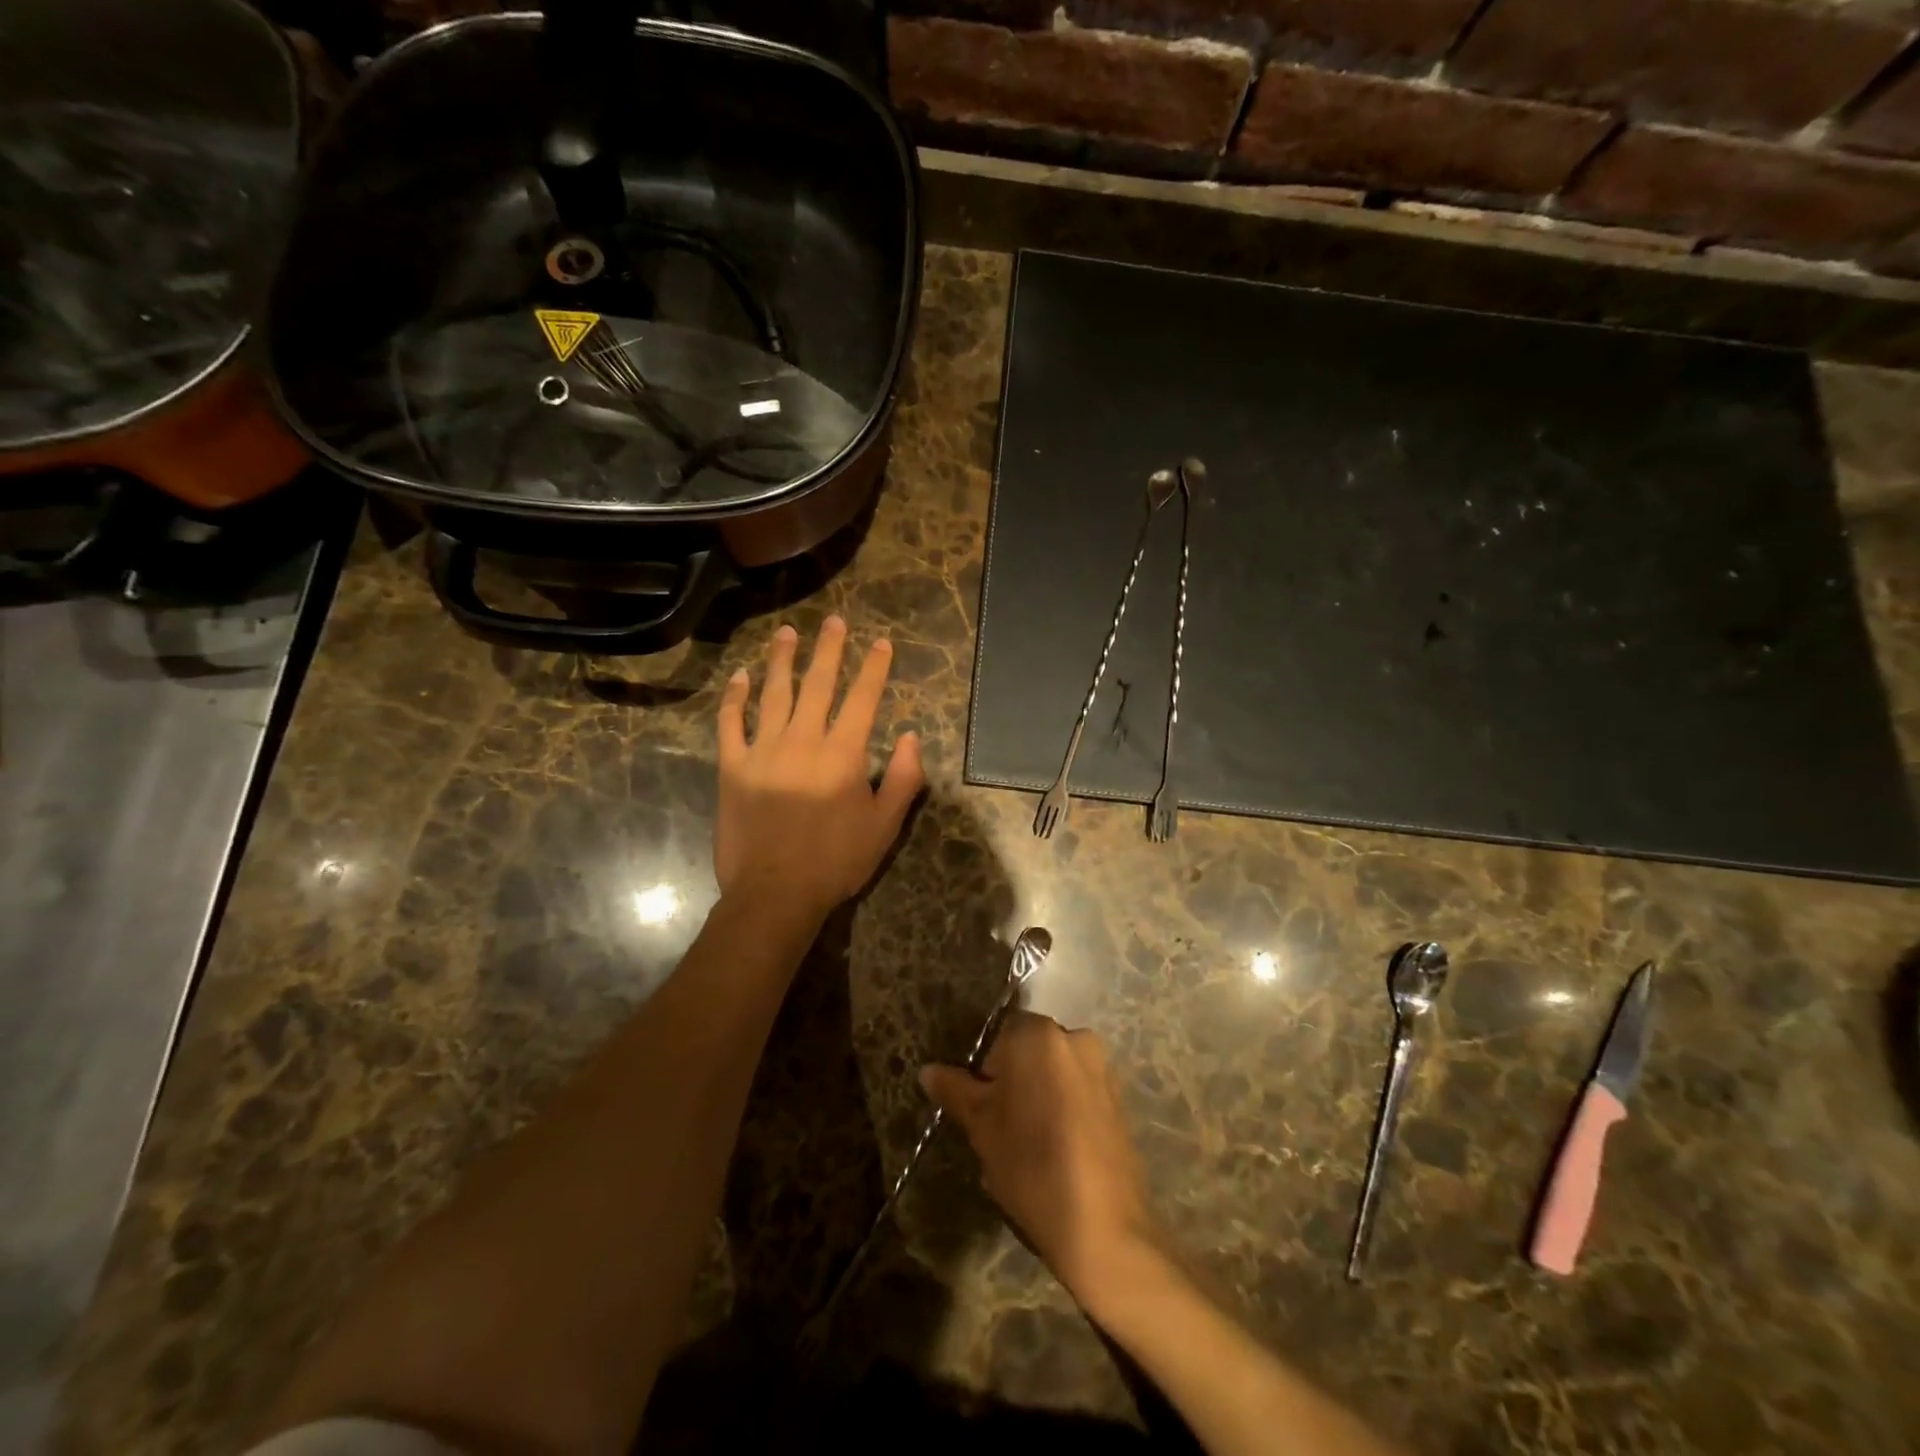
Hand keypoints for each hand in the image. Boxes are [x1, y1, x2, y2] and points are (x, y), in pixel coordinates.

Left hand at [715, 616, 923, 918]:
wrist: (775, 893)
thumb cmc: (836, 861)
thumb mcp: (884, 825)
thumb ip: (904, 779)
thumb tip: (913, 737)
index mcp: (843, 755)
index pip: (863, 699)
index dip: (874, 668)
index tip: (881, 643)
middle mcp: (803, 741)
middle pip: (817, 684)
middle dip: (829, 649)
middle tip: (833, 620)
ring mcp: (763, 751)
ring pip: (773, 693)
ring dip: (781, 660)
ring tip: (786, 633)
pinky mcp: (732, 767)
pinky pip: (731, 723)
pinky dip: (734, 697)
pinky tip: (740, 676)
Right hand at [921, 1011, 1158, 1304]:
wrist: (1102, 1225)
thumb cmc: (1030, 1162)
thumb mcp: (981, 1126)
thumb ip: (955, 1090)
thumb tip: (928, 1070)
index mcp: (1038, 1033)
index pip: (999, 1033)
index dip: (985, 1068)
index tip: (981, 1105)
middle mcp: (1074, 1038)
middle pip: (1029, 1050)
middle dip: (1013, 1079)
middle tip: (999, 1124)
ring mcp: (1102, 1068)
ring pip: (1055, 1072)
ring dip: (1039, 1094)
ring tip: (1028, 1144)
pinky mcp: (1119, 1100)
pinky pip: (1079, 1092)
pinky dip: (1064, 1110)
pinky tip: (1057, 1151)